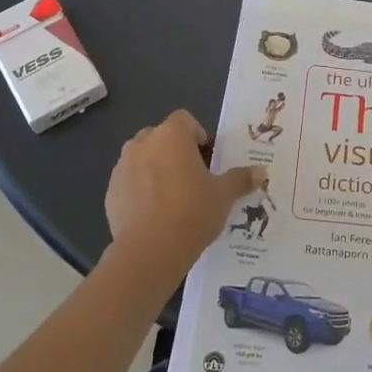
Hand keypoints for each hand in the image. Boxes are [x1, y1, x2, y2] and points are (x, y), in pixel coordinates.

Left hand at [104, 110, 260, 293]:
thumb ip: (240, 179)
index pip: (185, 120)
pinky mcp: (111, 192)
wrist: (149, 251)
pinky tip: (154, 214)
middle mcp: (143, 143)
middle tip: (192, 178)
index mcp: (171, 135)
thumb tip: (261, 172)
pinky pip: (130, 182)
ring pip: (143, 158)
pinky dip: (140, 190)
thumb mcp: (223, 196)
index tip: (207, 160)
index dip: (197, 136)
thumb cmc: (192, 212)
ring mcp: (122, 167)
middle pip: (161, 137)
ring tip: (172, 198)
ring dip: (156, 169)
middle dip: (175, 152)